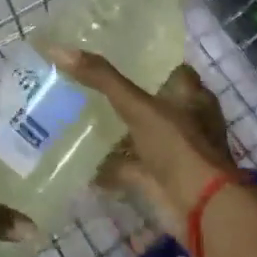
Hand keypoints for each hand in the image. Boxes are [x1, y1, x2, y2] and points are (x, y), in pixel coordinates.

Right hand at [52, 51, 239, 239]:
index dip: (141, 59)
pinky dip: (106, 164)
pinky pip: (126, 165)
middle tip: (79, 81)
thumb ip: (101, 78)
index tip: (106, 51)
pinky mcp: (157, 177)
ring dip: (112, 129)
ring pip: (136, 132)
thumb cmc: (178, 146)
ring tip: (72, 114)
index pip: (166, 67)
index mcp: (191, 95)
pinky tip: (78, 158)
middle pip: (148, 100)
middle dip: (119, 95)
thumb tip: (58, 48)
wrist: (198, 208)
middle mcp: (185, 119)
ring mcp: (171, 150)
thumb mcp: (139, 106)